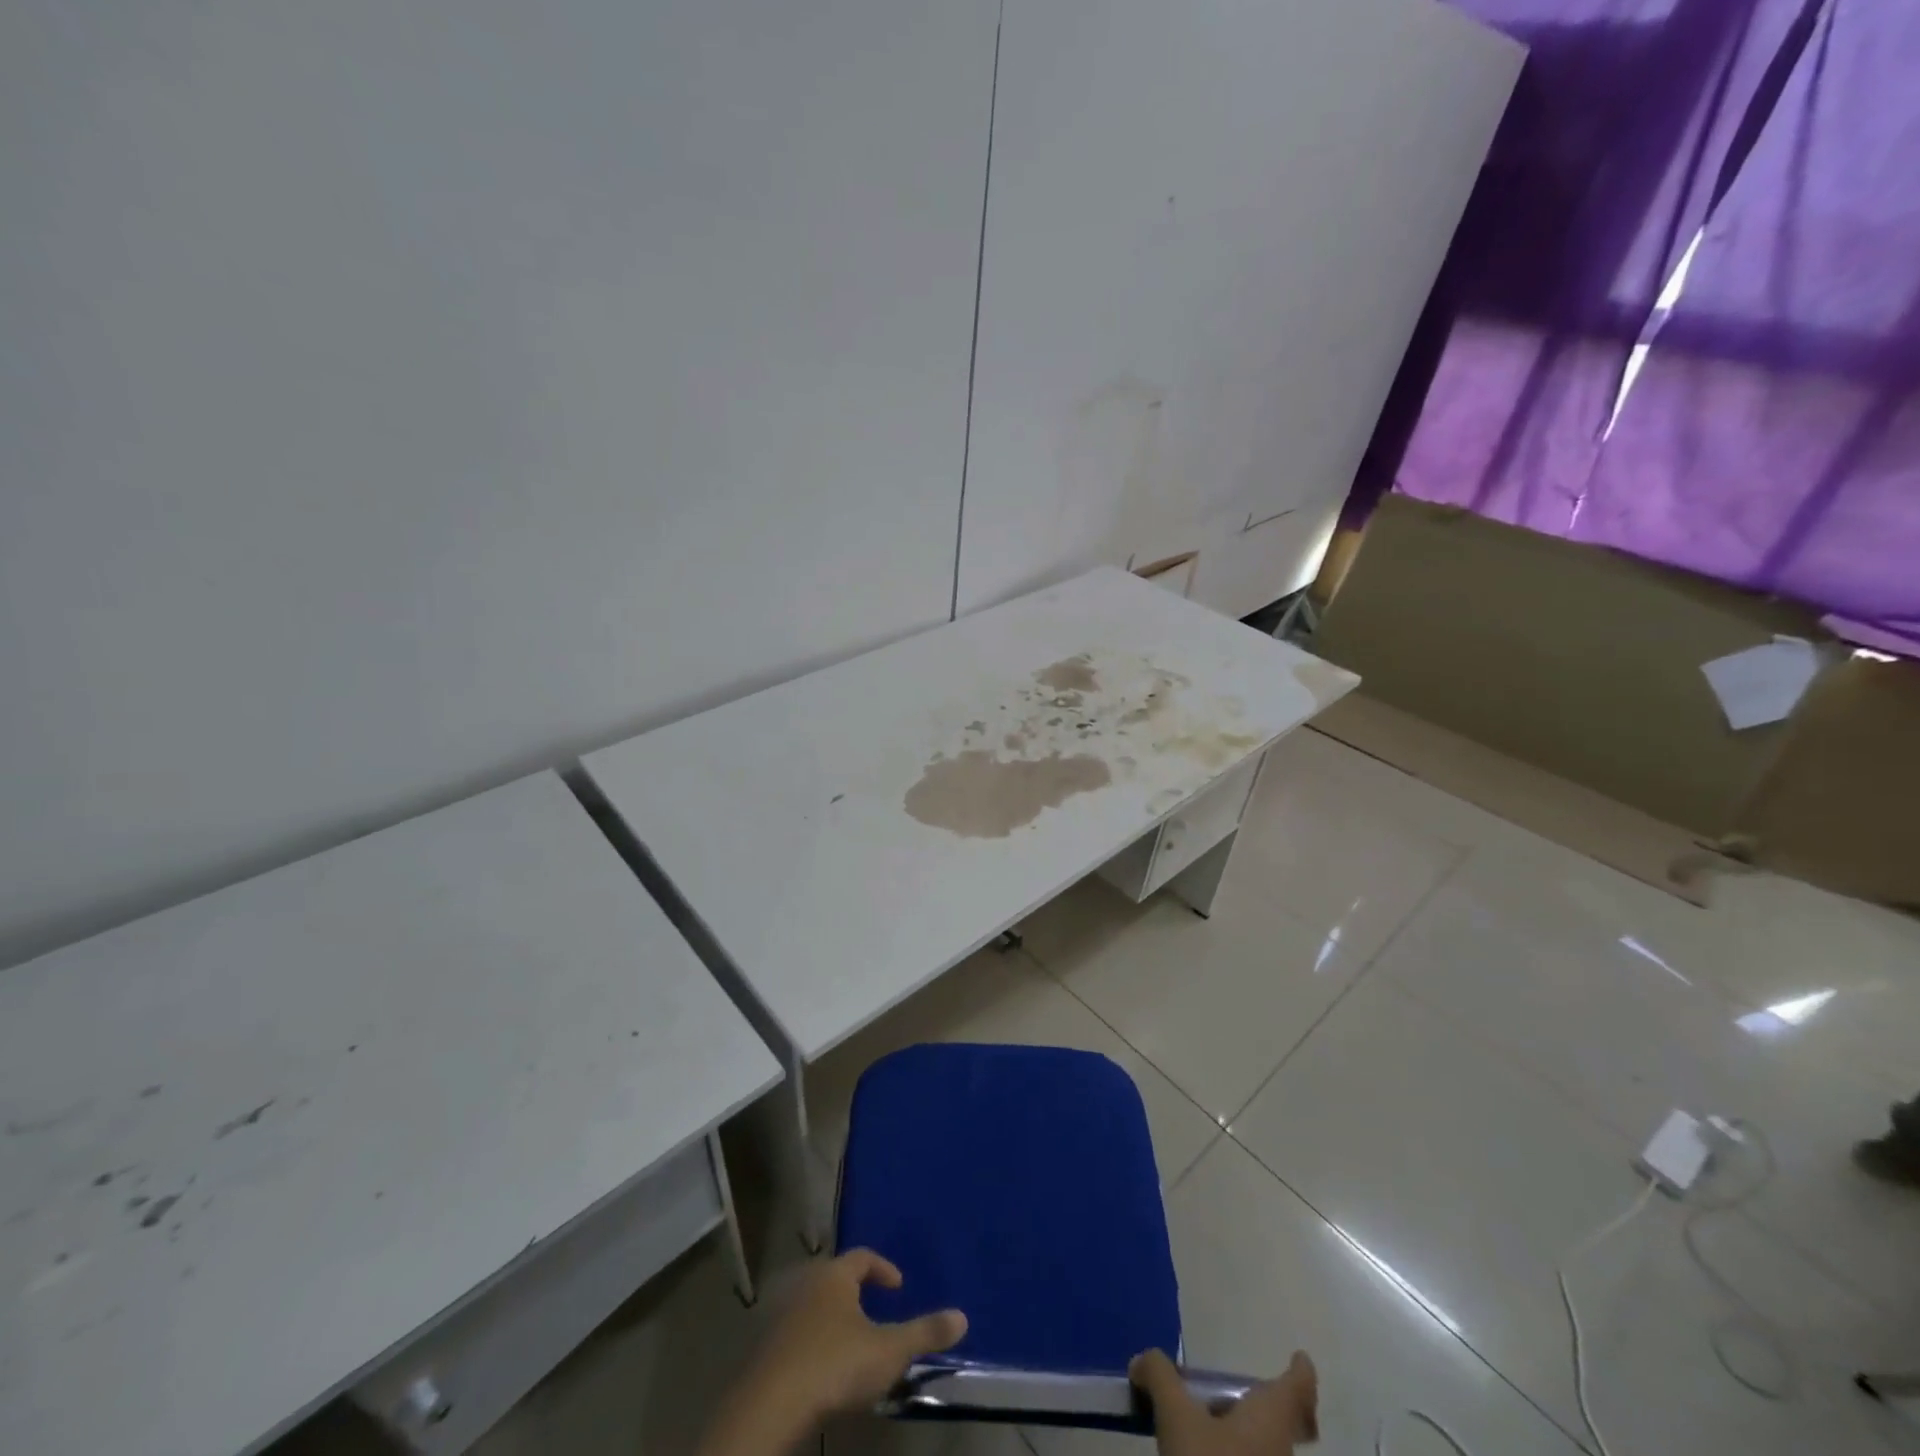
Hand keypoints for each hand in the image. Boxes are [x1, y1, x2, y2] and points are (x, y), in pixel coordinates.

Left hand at [698, 1249, 966, 1454]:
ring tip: (850, 1344)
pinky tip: (821, 1369)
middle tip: (874, 1312)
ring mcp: (781, 1313)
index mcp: (835, 1275)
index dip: (883, 1269)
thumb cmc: (835, 1365)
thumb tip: (963, 1316)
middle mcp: (806, 1283)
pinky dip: (811, 1342)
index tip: (898, 1287)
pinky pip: (794, 1332)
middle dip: (855, 1292)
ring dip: (831, 1318)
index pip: (862, 1257)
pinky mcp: (765, 1345)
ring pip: (812, 1305)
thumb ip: (925, 1333)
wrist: (771, 1404)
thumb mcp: (888, 1351)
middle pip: (834, 1278)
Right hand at [1131, 1349, 1318, 1455]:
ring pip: (1267, 1449)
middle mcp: (1280, 1452)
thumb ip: (1160, 1377)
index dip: (1300, 1371)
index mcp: (1270, 1420)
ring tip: (1204, 1423)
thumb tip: (1143, 1360)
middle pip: (1286, 1423)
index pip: (1298, 1389)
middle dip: (1268, 1406)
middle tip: (1240, 1393)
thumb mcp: (1176, 1416)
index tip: (1299, 1357)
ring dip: (1244, 1433)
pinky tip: (1202, 1455)